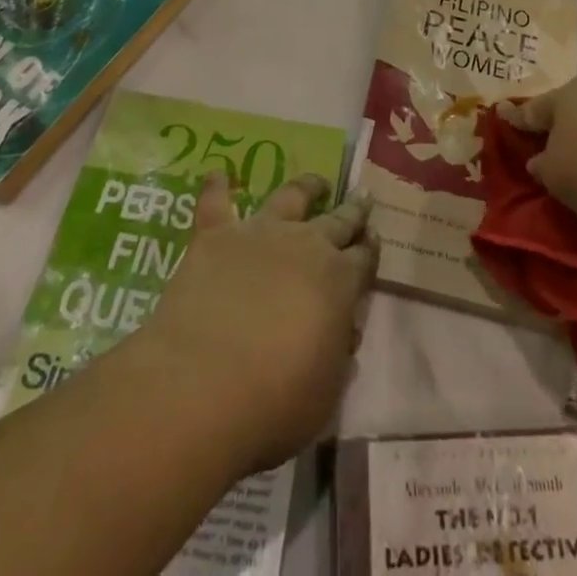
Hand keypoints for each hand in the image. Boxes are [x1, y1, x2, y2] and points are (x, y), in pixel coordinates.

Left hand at [141, 172, 378, 473]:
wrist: (201, 385)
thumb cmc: (274, 403)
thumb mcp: (326, 393)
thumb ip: (337, 355)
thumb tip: (341, 331)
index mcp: (339, 281)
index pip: (364, 258)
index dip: (371, 249)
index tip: (375, 239)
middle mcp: (305, 244)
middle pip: (337, 221)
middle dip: (353, 210)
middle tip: (363, 197)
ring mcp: (260, 234)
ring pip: (290, 196)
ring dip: (306, 186)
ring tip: (316, 181)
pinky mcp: (215, 237)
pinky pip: (216, 204)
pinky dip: (217, 187)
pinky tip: (218, 174)